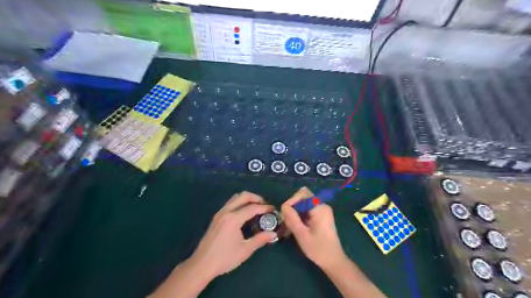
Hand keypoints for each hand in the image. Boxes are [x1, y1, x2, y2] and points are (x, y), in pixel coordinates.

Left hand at [188, 192, 277, 277]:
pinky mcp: (216, 217)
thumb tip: (273, 234)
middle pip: (243, 196)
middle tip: (265, 205)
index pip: (253, 208)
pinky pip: (230, 203)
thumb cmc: (225, 258)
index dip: (265, 208)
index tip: (273, 209)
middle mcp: (226, 211)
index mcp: (234, 219)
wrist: (201, 264)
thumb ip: (260, 239)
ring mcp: (220, 213)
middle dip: (256, 198)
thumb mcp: (245, 250)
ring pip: (235, 198)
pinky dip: (239, 203)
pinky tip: (244, 213)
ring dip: (247, 199)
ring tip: (256, 207)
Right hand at [282, 189, 348, 269]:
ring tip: (288, 228)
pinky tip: (294, 229)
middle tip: (286, 222)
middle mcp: (321, 206)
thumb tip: (283, 206)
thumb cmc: (318, 249)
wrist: (333, 261)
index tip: (285, 214)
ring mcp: (321, 211)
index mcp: (320, 208)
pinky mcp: (320, 217)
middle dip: (292, 208)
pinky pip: (306, 211)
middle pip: (302, 198)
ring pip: (303, 205)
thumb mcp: (302, 234)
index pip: (303, 193)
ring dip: (294, 214)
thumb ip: (292, 219)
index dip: (292, 200)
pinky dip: (299, 217)